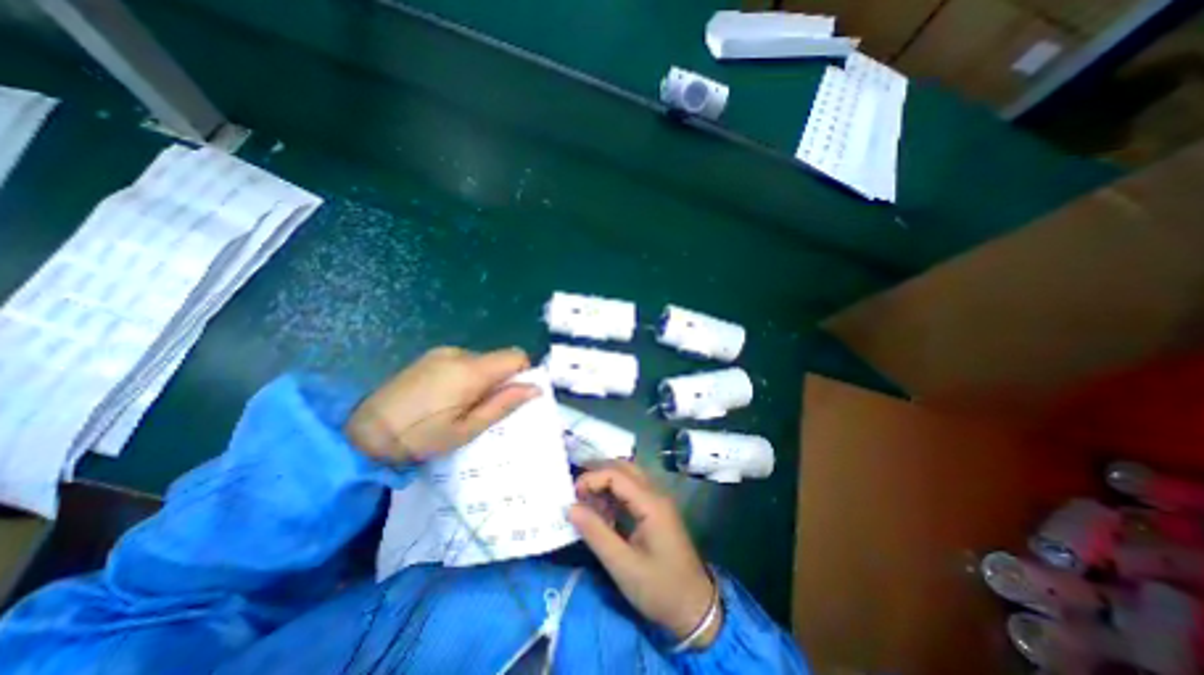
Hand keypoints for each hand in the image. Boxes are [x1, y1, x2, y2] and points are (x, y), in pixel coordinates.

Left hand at [345, 347, 537, 463]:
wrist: (362, 432)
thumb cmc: (420, 438)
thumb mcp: (467, 430)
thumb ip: (503, 405)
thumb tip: (535, 389)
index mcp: (471, 370)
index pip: (516, 356)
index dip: (523, 373)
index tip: (513, 397)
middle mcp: (459, 353)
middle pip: (498, 359)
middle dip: (500, 381)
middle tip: (482, 409)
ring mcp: (442, 352)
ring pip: (481, 361)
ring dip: (482, 379)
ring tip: (460, 406)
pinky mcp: (429, 357)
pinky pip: (462, 361)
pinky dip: (466, 376)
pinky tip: (445, 398)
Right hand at [569, 462, 718, 645]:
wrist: (694, 609)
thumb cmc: (659, 588)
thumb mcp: (622, 565)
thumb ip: (595, 533)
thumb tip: (570, 507)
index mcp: (651, 503)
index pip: (616, 474)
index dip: (592, 478)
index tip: (572, 496)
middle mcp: (656, 494)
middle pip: (624, 468)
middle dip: (598, 474)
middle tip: (577, 492)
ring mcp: (658, 501)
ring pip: (628, 477)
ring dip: (606, 483)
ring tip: (587, 502)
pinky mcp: (656, 511)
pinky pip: (633, 491)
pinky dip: (615, 494)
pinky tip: (603, 512)